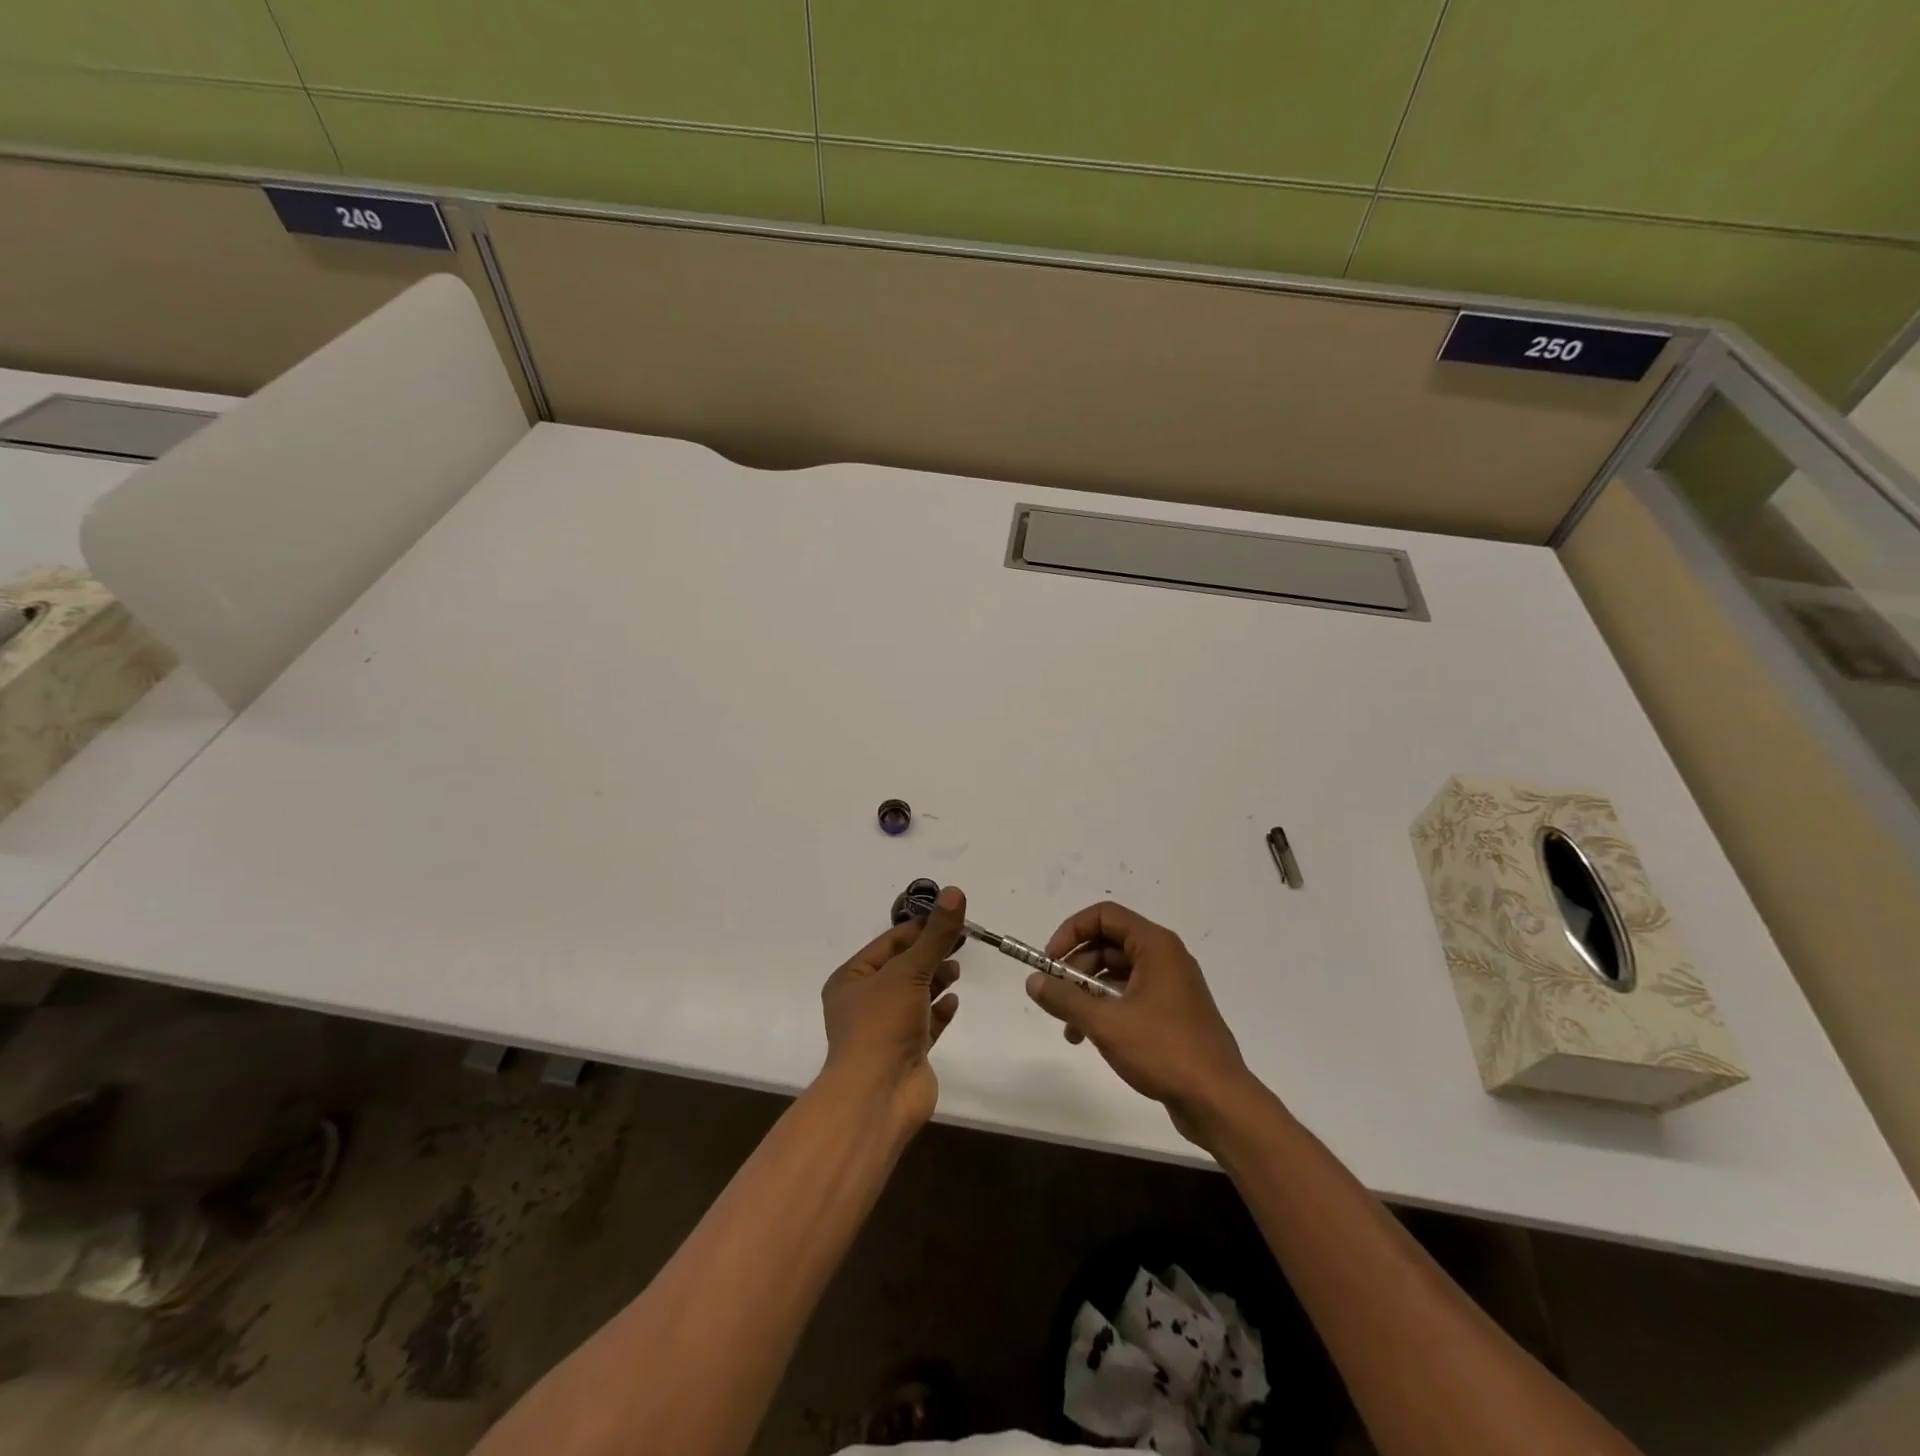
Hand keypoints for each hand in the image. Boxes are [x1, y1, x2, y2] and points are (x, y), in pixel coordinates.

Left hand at [819, 886, 964, 1131]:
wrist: (877, 1096)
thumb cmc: (882, 1025)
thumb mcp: (909, 971)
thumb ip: (936, 935)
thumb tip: (956, 892)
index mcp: (852, 979)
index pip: (890, 942)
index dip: (921, 928)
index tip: (953, 917)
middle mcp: (865, 1001)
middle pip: (904, 967)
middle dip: (931, 953)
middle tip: (963, 940)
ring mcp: (886, 1028)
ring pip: (915, 994)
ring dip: (935, 980)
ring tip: (956, 970)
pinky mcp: (906, 1052)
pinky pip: (926, 1023)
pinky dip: (939, 1011)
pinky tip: (954, 1002)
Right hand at [1026, 901, 1256, 1145]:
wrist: (1218, 1101)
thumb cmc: (1163, 1050)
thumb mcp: (1106, 1023)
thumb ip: (1065, 999)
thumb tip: (1032, 981)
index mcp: (1155, 946)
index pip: (1104, 915)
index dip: (1071, 932)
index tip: (1050, 962)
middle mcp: (1165, 957)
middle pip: (1109, 944)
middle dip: (1076, 968)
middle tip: (1055, 996)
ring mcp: (1171, 986)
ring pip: (1117, 973)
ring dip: (1087, 993)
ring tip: (1069, 1029)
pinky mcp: (1172, 1013)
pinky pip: (1130, 996)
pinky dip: (1106, 1009)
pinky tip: (1089, 1038)